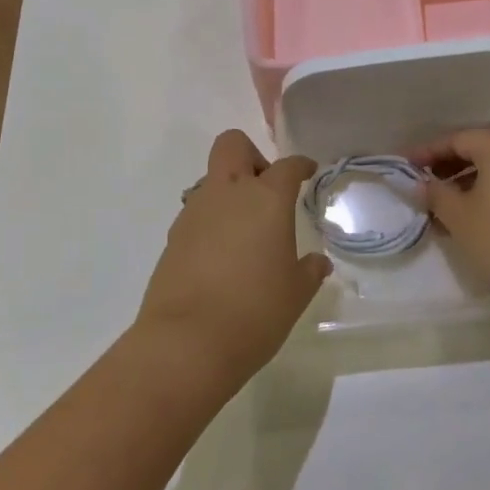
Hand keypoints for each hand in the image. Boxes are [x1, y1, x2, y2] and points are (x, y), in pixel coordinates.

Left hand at [137, 131, 331, 387]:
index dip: (300, 165)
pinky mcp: (172, 239)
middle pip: (233, 146)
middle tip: (266, 190)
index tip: (307, 171)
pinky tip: (221, 257)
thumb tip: (317, 263)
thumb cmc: (255, 312)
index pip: (287, 166)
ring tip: (245, 233)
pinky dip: (211, 223)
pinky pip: (196, 214)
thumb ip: (308, 271)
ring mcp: (194, 214)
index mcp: (266, 199)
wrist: (186, 344)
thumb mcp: (295, 293)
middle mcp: (227, 194)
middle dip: (252, 156)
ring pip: (211, 180)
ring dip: (229, 193)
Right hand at [410, 126, 489, 316]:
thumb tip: (422, 183)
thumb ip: (435, 193)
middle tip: (423, 179)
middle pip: (479, 145)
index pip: (456, 139)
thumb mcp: (458, 217)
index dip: (427, 152)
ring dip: (468, 176)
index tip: (404, 166)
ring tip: (442, 200)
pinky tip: (470, 209)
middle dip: (449, 162)